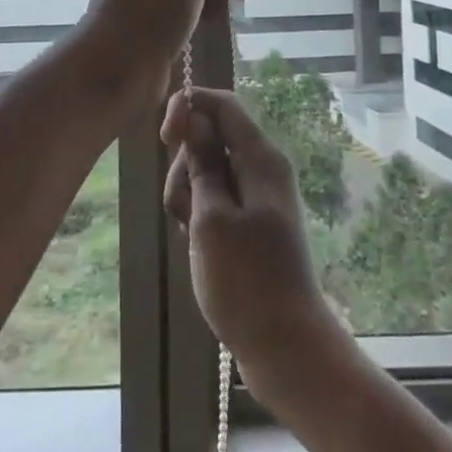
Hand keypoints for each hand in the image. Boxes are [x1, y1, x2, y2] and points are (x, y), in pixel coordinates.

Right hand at [161, 87, 347, 404]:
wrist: (286, 347)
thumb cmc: (246, 282)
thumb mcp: (211, 218)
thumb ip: (202, 163)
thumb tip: (195, 116)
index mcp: (261, 159)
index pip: (223, 104)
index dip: (190, 107)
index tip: (165, 137)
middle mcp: (262, 169)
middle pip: (211, 137)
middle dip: (185, 164)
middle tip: (183, 209)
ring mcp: (257, 196)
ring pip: (208, 170)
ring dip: (188, 194)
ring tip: (189, 234)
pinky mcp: (250, 221)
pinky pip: (216, 198)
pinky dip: (199, 213)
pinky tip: (195, 245)